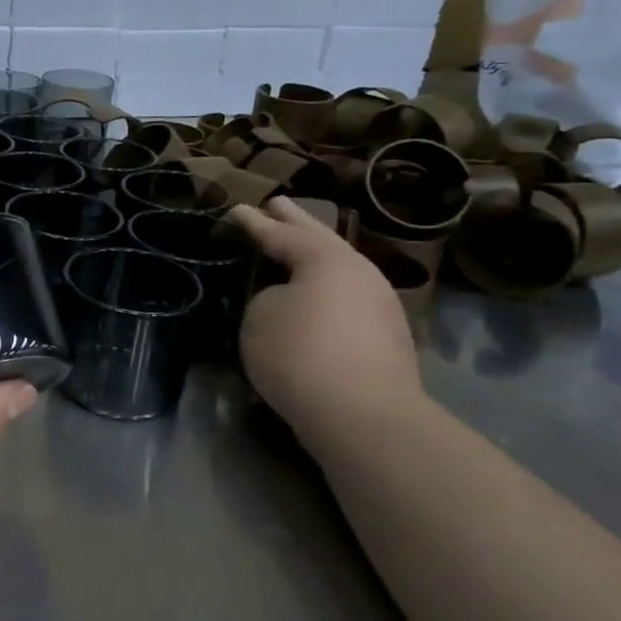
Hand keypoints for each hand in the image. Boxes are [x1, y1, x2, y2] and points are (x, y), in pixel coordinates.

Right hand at [227, 198, 422, 439]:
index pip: (281, 234)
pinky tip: (313, 290)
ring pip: (338, 267)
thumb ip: (268, 296)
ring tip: (295, 245)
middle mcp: (359, 273)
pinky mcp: (385, 337)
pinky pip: (346, 295)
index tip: (236, 209)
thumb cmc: (302, 355)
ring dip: (314, 253)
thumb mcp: (261, 316)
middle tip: (277, 203)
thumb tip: (285, 300)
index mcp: (326, 260)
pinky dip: (325, 285)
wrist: (365, 417)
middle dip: (296, 221)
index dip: (254, 223)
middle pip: (321, 239)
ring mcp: (379, 305)